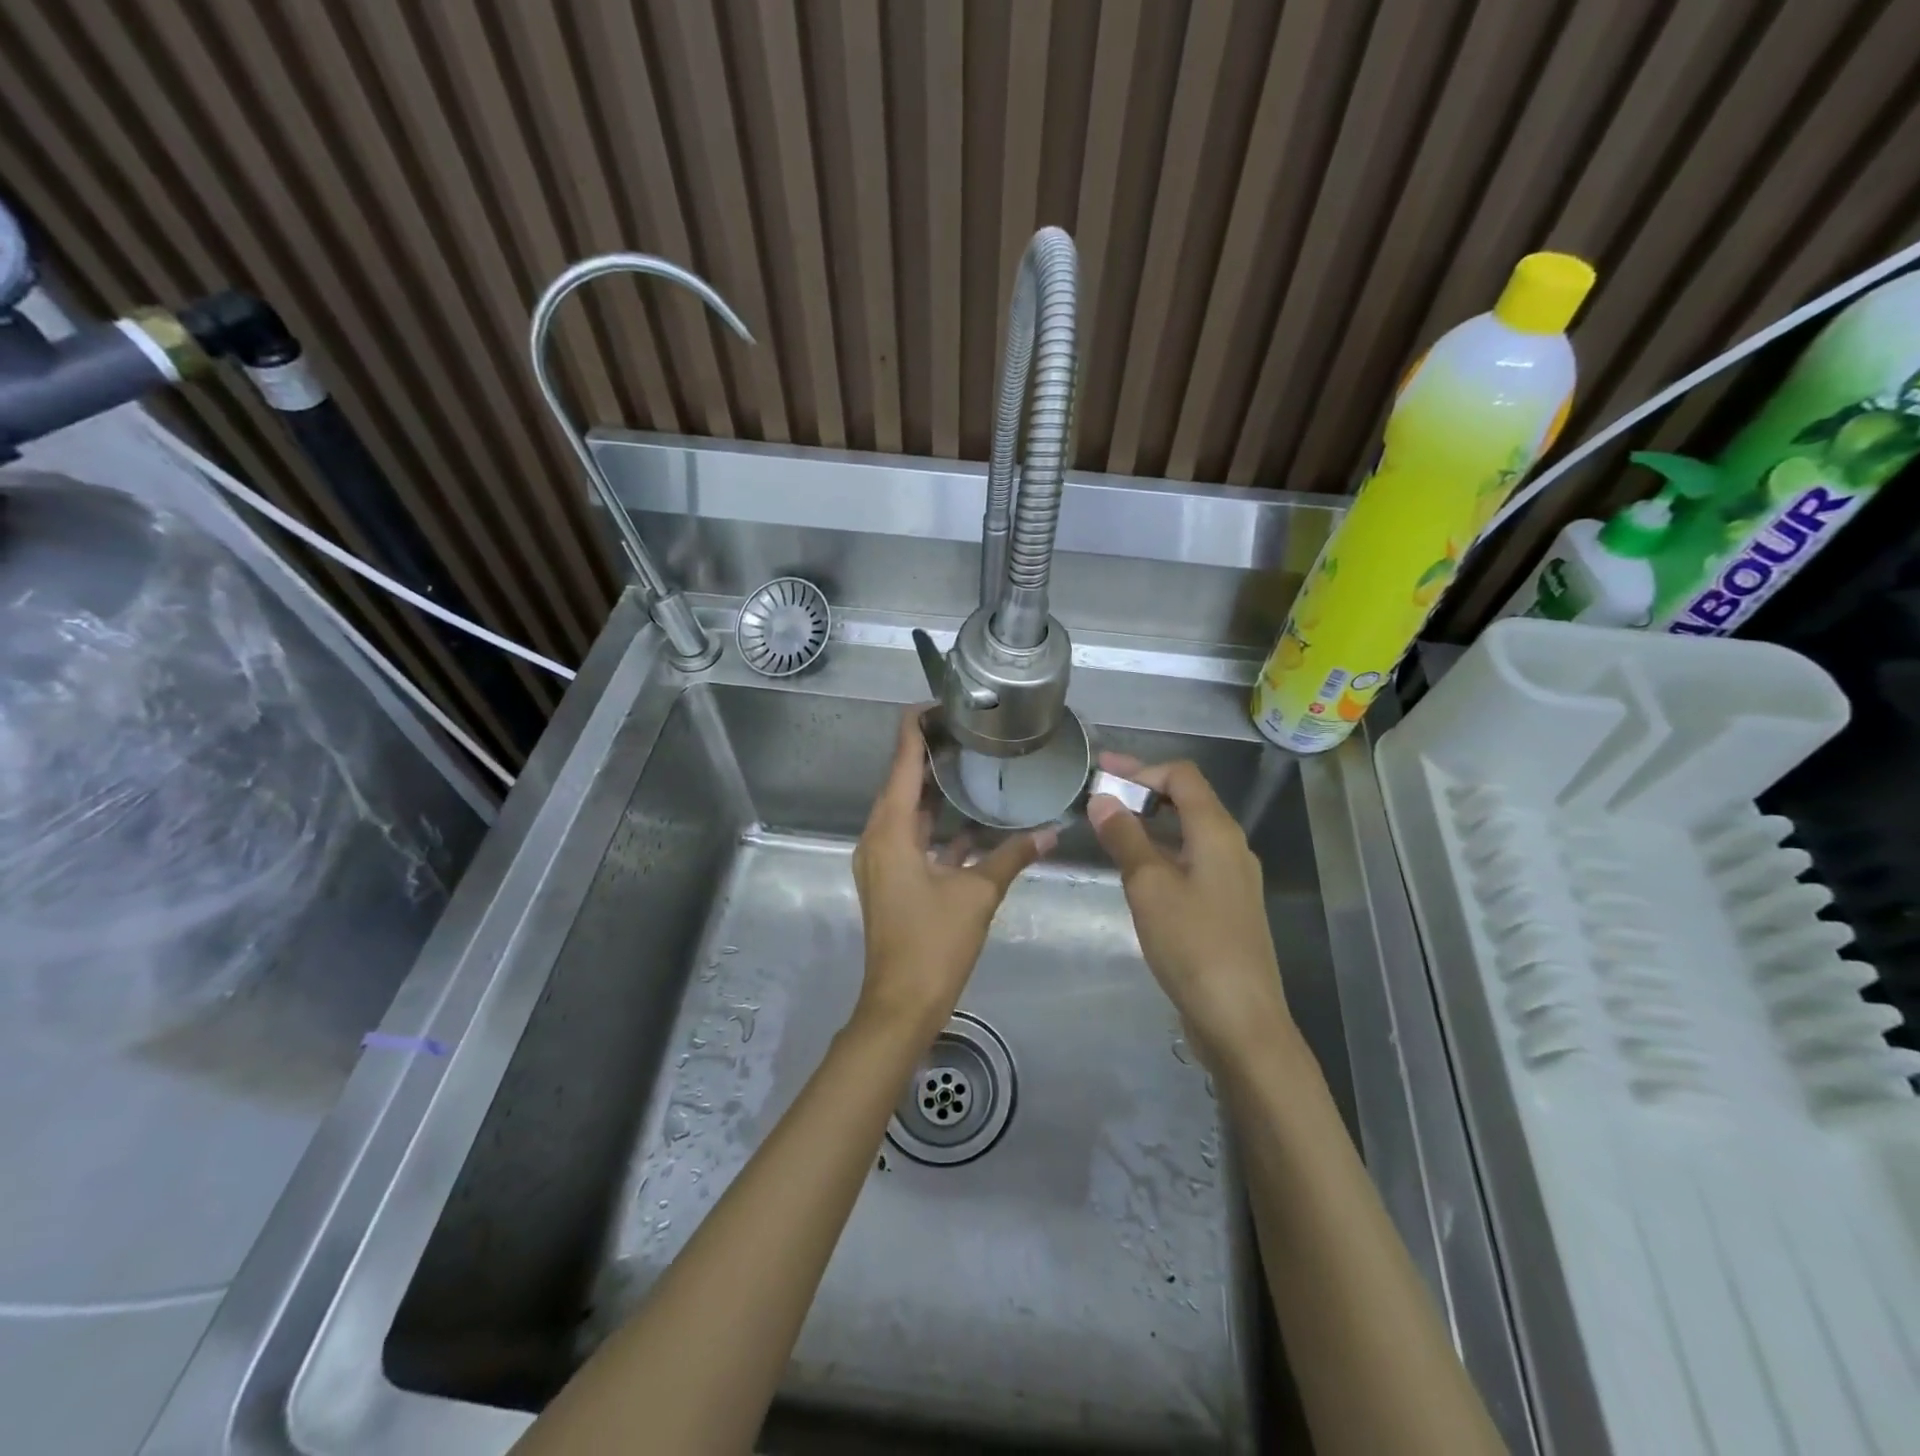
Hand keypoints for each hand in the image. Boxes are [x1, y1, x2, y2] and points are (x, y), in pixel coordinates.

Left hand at [851, 709, 1054, 1042]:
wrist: (901, 1004)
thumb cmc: (933, 943)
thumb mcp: (977, 894)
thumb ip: (1012, 857)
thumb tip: (1051, 831)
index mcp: (890, 830)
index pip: (901, 760)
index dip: (915, 726)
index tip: (940, 701)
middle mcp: (879, 837)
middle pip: (901, 781)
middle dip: (930, 754)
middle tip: (969, 729)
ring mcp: (883, 860)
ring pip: (909, 812)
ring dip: (935, 791)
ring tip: (972, 764)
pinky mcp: (893, 880)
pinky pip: (914, 839)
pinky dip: (939, 827)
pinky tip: (973, 823)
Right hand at [1086, 752, 1291, 1070]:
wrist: (1241, 1020)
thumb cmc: (1193, 944)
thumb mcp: (1149, 886)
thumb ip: (1125, 838)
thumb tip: (1103, 799)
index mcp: (1217, 832)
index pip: (1182, 777)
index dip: (1141, 768)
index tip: (1101, 773)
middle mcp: (1231, 847)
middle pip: (1187, 800)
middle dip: (1143, 791)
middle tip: (1099, 793)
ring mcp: (1232, 879)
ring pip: (1188, 833)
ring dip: (1150, 823)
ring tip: (1109, 828)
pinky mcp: (1226, 907)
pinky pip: (1191, 861)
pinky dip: (1161, 852)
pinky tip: (1136, 870)